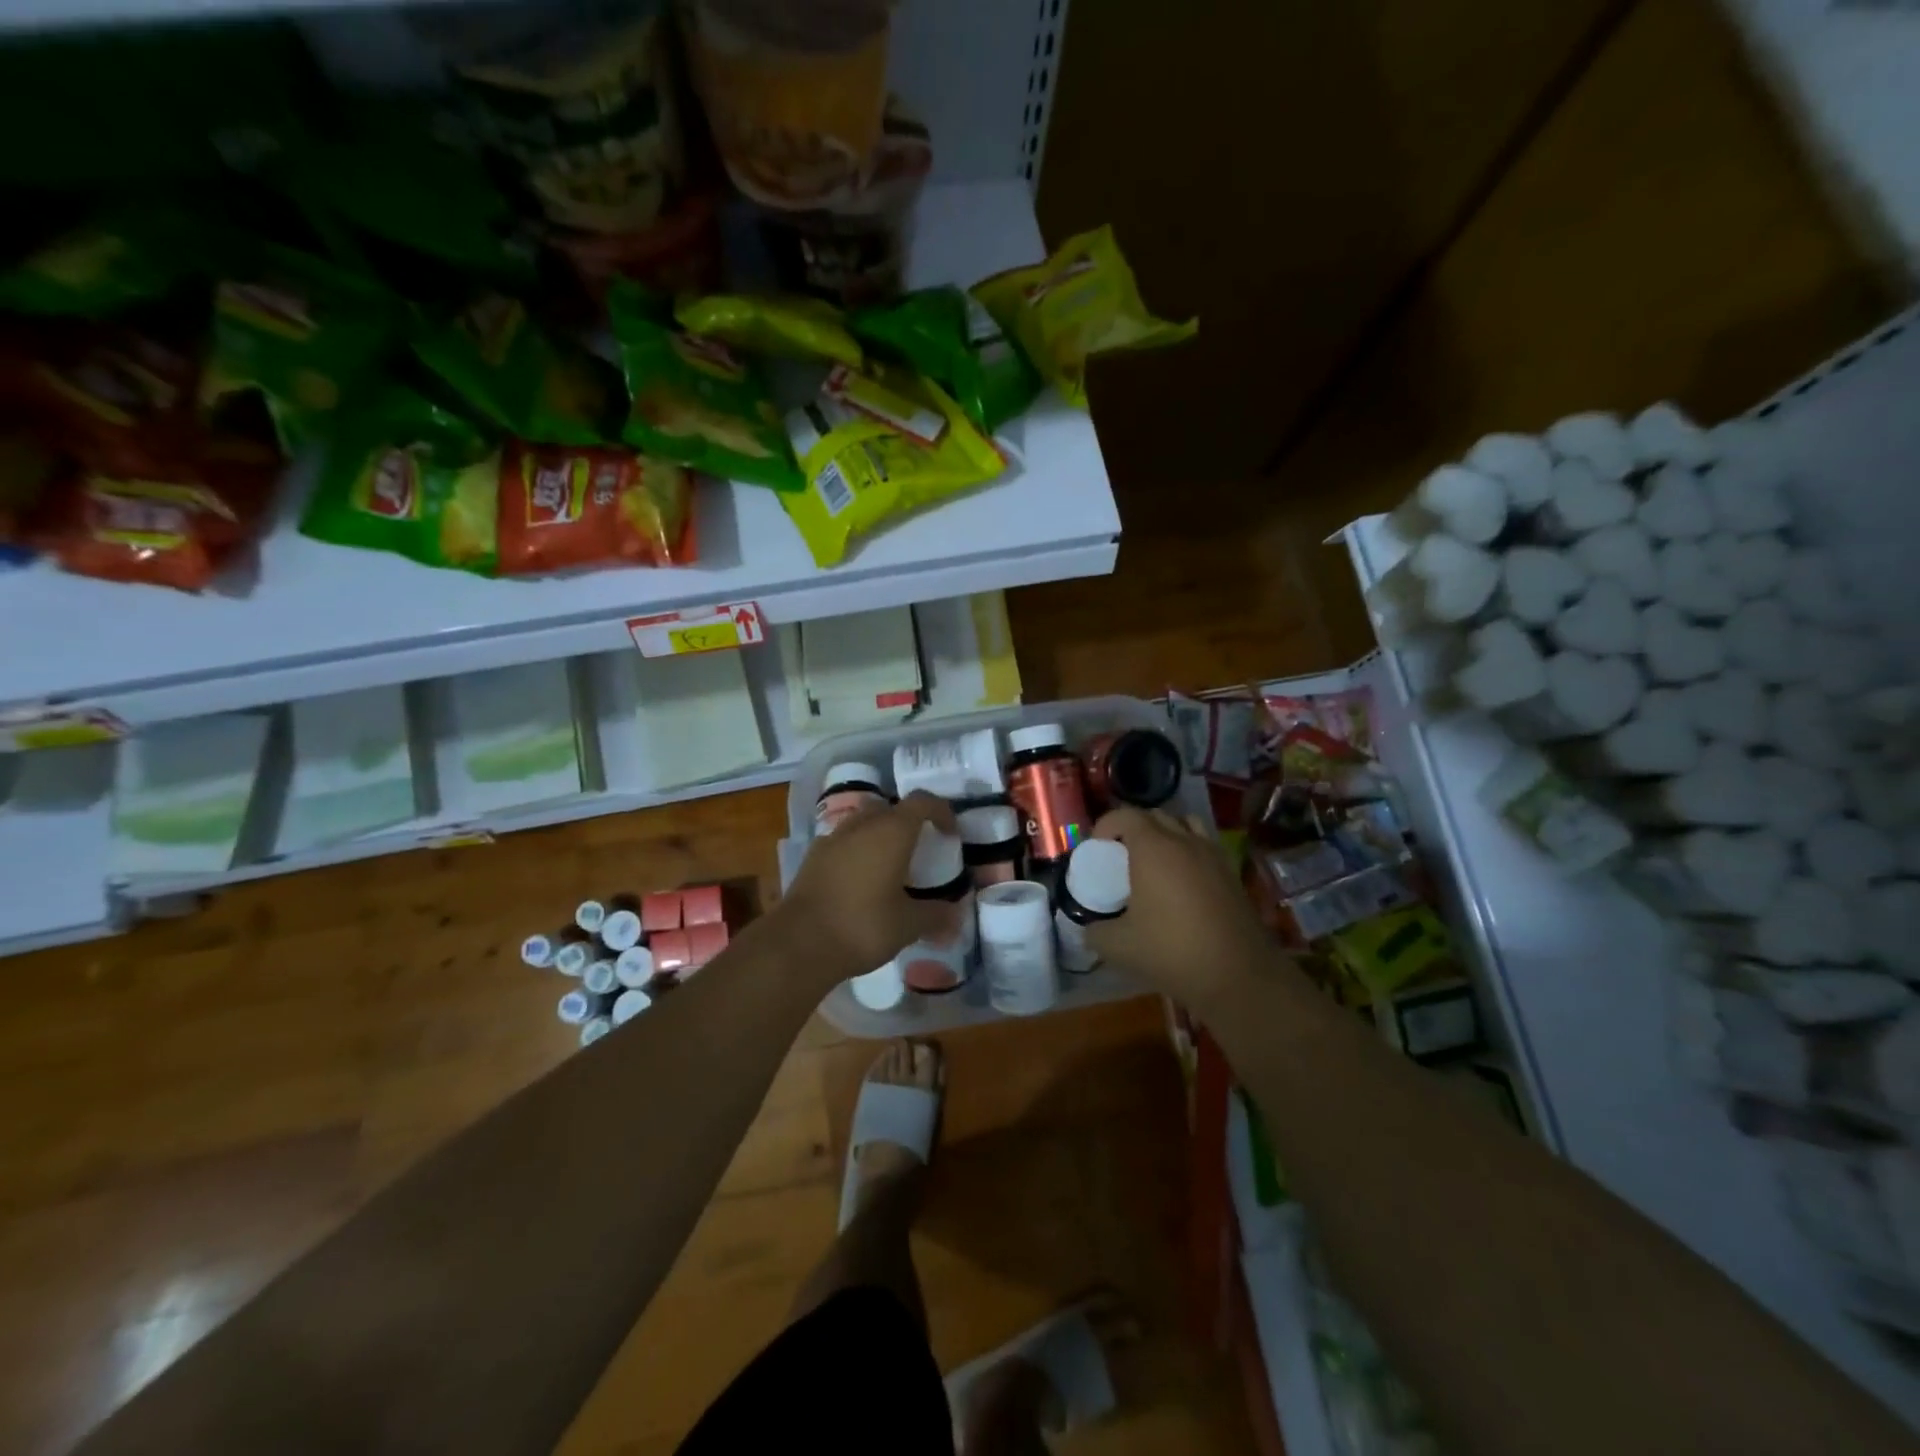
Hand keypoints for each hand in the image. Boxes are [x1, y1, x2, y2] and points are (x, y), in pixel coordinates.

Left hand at [778, 792, 961, 983]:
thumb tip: (955, 916)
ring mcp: (833, 838)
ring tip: (891, 866)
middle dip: (908, 823)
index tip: (950, 835)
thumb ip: (936, 915)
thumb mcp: (908, 925)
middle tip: (920, 850)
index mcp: (892, 831)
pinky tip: (861, 881)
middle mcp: (862, 825)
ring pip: (864, 823)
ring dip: (880, 835)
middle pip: (891, 808)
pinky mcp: (813, 857)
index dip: (941, 812)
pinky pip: (843, 842)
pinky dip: (857, 851)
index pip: (923, 802)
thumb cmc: (863, 926)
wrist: (799, 943)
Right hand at [1084, 806, 1276, 1012]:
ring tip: (1155, 862)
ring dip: (1166, 834)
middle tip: (1121, 856)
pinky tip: (1182, 883)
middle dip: (1133, 829)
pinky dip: (1189, 852)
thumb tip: (1090, 929)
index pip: (1125, 815)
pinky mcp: (1232, 874)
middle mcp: (1185, 841)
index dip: (1106, 825)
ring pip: (1185, 825)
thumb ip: (1096, 932)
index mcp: (1153, 848)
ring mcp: (1213, 855)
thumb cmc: (1172, 951)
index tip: (1097, 849)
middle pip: (1155, 816)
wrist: (1238, 976)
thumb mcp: (1119, 946)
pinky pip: (1205, 846)